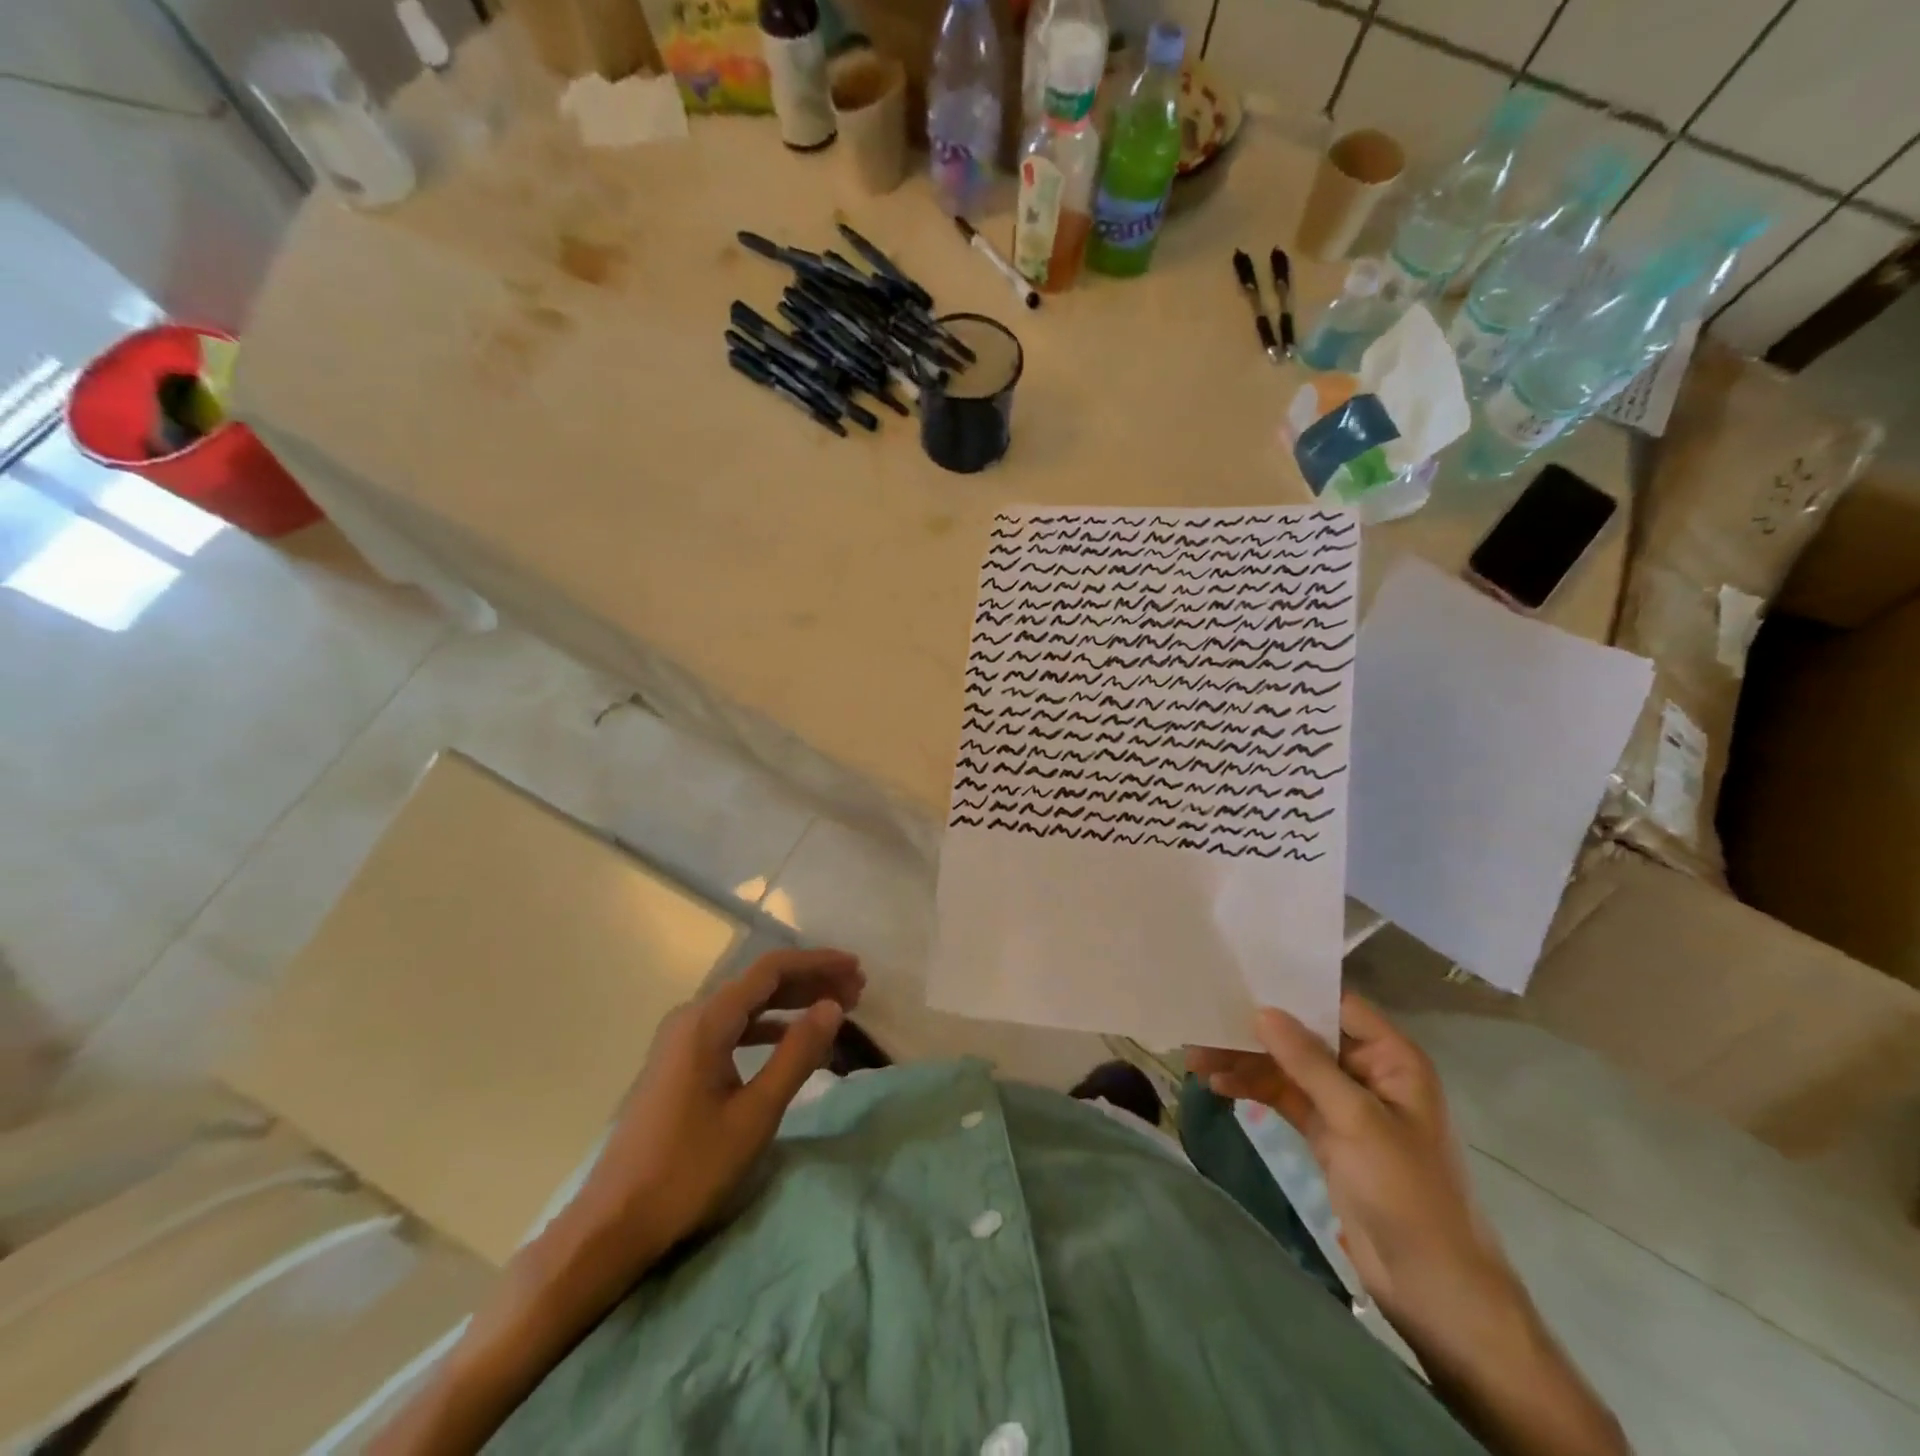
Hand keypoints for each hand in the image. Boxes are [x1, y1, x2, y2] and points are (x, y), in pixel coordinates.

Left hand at [372, 948, 866, 1455]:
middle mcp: (691, 1017)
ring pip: (746, 1005)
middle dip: (810, 981)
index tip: (856, 968)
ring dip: (791, 1003)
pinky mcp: (678, 1064)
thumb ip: (797, 1055)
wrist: (612, 1225)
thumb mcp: (755, 1114)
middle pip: (759, 983)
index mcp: (707, 1020)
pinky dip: (767, 1027)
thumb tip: (833, 1007)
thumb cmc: (688, 1170)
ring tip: (833, 1009)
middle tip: (856, 990)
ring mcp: (680, 1041)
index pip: (772, 970)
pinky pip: (731, 1028)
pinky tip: (790, 1041)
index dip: (818, 963)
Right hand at [1188, 997, 1628, 1455]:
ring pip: (1287, 1067)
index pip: (1337, 1004)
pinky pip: (1283, 1097)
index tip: (1242, 972)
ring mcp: (1345, 1104)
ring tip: (1196, 1056)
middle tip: (1205, 1017)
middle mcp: (1368, 1072)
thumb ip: (1308, 1063)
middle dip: (1256, 1030)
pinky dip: (1253, 1089)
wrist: (1433, 1287)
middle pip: (1304, 1035)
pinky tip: (1217, 1085)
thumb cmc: (1408, 1193)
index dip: (1293, 987)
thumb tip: (1263, 1010)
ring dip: (1245, 1061)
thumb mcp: (1357, 1121)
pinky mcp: (1327, 1133)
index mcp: (1392, 1058)